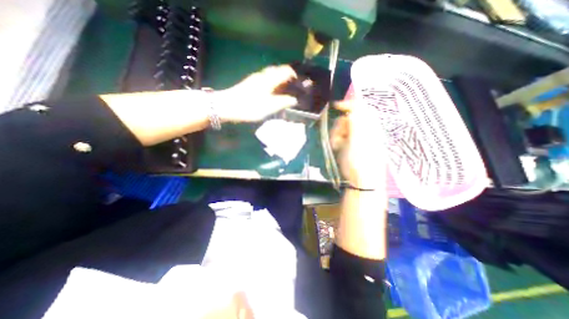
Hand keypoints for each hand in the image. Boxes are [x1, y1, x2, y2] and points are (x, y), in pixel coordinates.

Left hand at [217, 64, 298, 122]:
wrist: (228, 106)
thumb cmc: (251, 106)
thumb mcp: (270, 107)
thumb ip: (283, 102)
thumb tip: (294, 100)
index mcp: (270, 79)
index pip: (285, 70)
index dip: (293, 74)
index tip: (298, 83)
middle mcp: (263, 75)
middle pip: (277, 70)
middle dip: (286, 76)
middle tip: (291, 87)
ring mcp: (254, 79)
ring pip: (270, 74)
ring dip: (278, 79)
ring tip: (282, 91)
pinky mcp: (249, 83)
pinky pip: (264, 79)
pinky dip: (270, 83)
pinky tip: (269, 93)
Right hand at [330, 101, 386, 188]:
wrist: (361, 181)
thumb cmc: (360, 161)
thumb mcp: (358, 140)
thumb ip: (356, 122)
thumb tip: (352, 107)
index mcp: (369, 126)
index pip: (360, 107)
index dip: (348, 104)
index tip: (335, 106)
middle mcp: (363, 129)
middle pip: (348, 118)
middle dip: (340, 126)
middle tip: (338, 137)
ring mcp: (356, 137)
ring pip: (342, 128)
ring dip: (336, 134)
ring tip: (336, 145)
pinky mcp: (349, 144)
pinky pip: (340, 136)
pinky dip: (336, 140)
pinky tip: (337, 148)